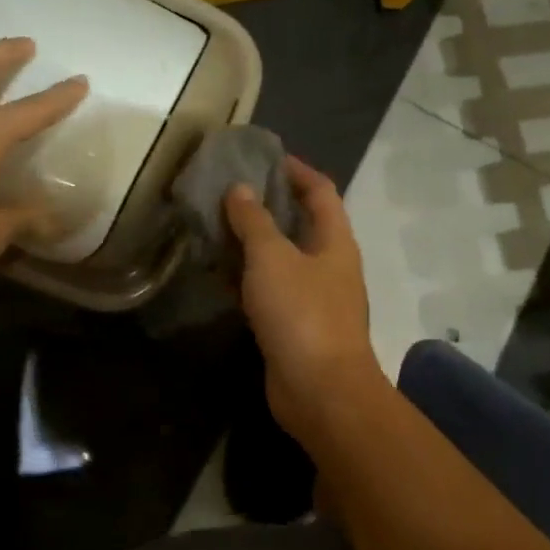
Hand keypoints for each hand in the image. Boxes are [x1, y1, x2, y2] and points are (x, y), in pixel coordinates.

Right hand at [224, 156, 383, 440]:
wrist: (319, 391)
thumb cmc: (302, 314)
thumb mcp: (272, 258)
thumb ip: (254, 222)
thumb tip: (240, 189)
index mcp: (335, 241)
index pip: (320, 191)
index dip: (296, 170)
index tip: (264, 157)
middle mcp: (328, 265)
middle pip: (300, 224)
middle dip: (267, 205)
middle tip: (228, 192)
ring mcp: (313, 298)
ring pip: (281, 259)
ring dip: (252, 243)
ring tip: (215, 226)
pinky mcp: (293, 326)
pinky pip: (269, 291)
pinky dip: (246, 278)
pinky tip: (217, 274)